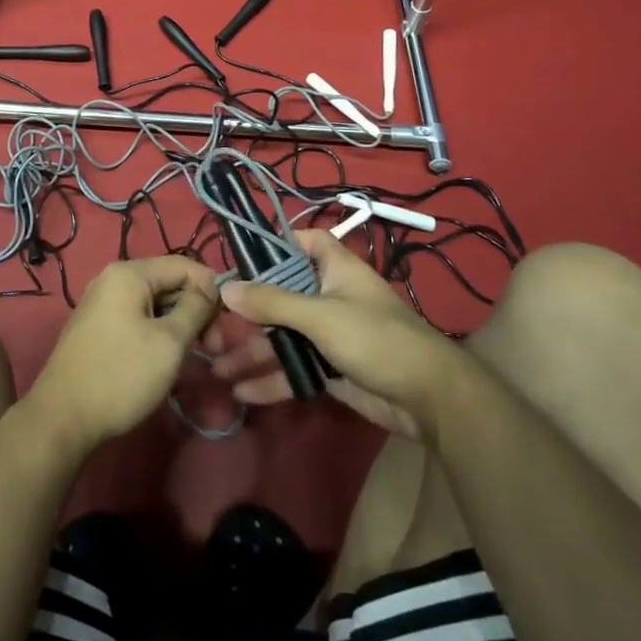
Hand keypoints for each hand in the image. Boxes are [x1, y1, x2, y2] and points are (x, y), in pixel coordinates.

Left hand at [27, 255, 221, 453]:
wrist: (62, 418)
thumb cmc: (121, 375)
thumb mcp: (169, 342)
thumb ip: (195, 309)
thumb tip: (211, 289)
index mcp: (129, 273)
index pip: (184, 265)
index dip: (211, 289)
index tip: (228, 324)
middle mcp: (113, 278)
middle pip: (168, 282)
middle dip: (195, 310)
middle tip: (213, 349)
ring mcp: (102, 302)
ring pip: (154, 302)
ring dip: (178, 323)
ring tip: (194, 356)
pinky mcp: (97, 326)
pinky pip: (137, 317)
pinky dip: (158, 331)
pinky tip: (168, 357)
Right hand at [213, 230, 465, 439]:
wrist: (428, 399)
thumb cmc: (375, 338)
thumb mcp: (320, 315)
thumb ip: (272, 302)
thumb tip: (226, 288)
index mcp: (335, 268)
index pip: (303, 242)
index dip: (275, 245)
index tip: (240, 259)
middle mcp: (329, 295)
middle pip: (282, 294)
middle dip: (249, 311)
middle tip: (212, 322)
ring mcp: (330, 334)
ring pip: (284, 335)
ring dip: (253, 350)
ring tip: (216, 366)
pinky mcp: (331, 369)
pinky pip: (294, 367)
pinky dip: (271, 378)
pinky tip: (242, 391)